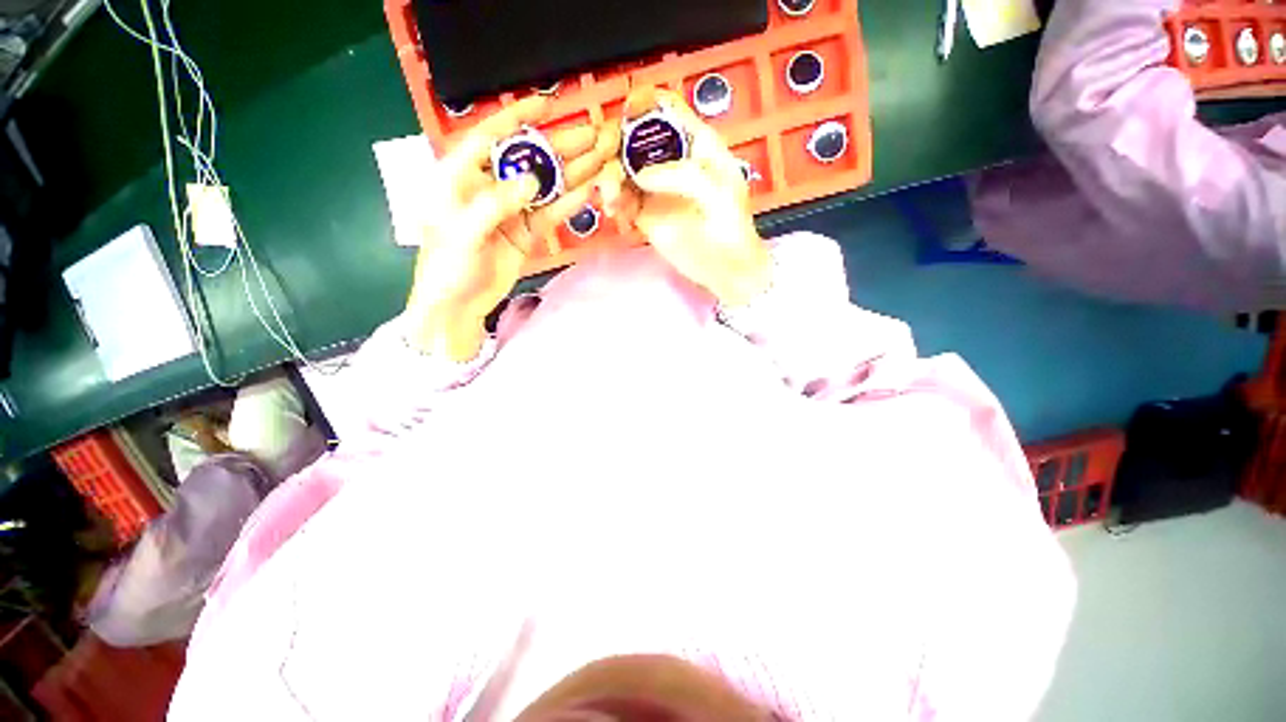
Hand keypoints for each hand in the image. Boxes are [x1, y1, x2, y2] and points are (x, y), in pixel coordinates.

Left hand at [405, 96, 618, 359]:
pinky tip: (589, 192)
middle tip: (592, 135)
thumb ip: (494, 203)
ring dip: (572, 173)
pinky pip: (550, 213)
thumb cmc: (447, 265)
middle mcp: (489, 187)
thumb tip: (531, 180)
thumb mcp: (462, 231)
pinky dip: (568, 204)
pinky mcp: (526, 232)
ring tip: (600, 159)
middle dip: (559, 145)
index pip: (490, 136)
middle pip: (528, 159)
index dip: (518, 117)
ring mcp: (511, 210)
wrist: (458, 304)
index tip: (547, 103)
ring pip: (545, 186)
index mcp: (461, 176)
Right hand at [597, 88, 771, 306]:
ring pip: (623, 168)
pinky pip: (622, 200)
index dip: (644, 102)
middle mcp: (672, 161)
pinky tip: (615, 214)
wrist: (725, 269)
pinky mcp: (646, 213)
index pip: (667, 109)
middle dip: (616, 146)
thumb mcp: (715, 192)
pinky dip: (614, 203)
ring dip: (610, 179)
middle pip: (636, 136)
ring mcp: (657, 188)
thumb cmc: (730, 228)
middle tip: (609, 165)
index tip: (624, 112)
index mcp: (696, 144)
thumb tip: (639, 174)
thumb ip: (680, 175)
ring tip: (611, 201)